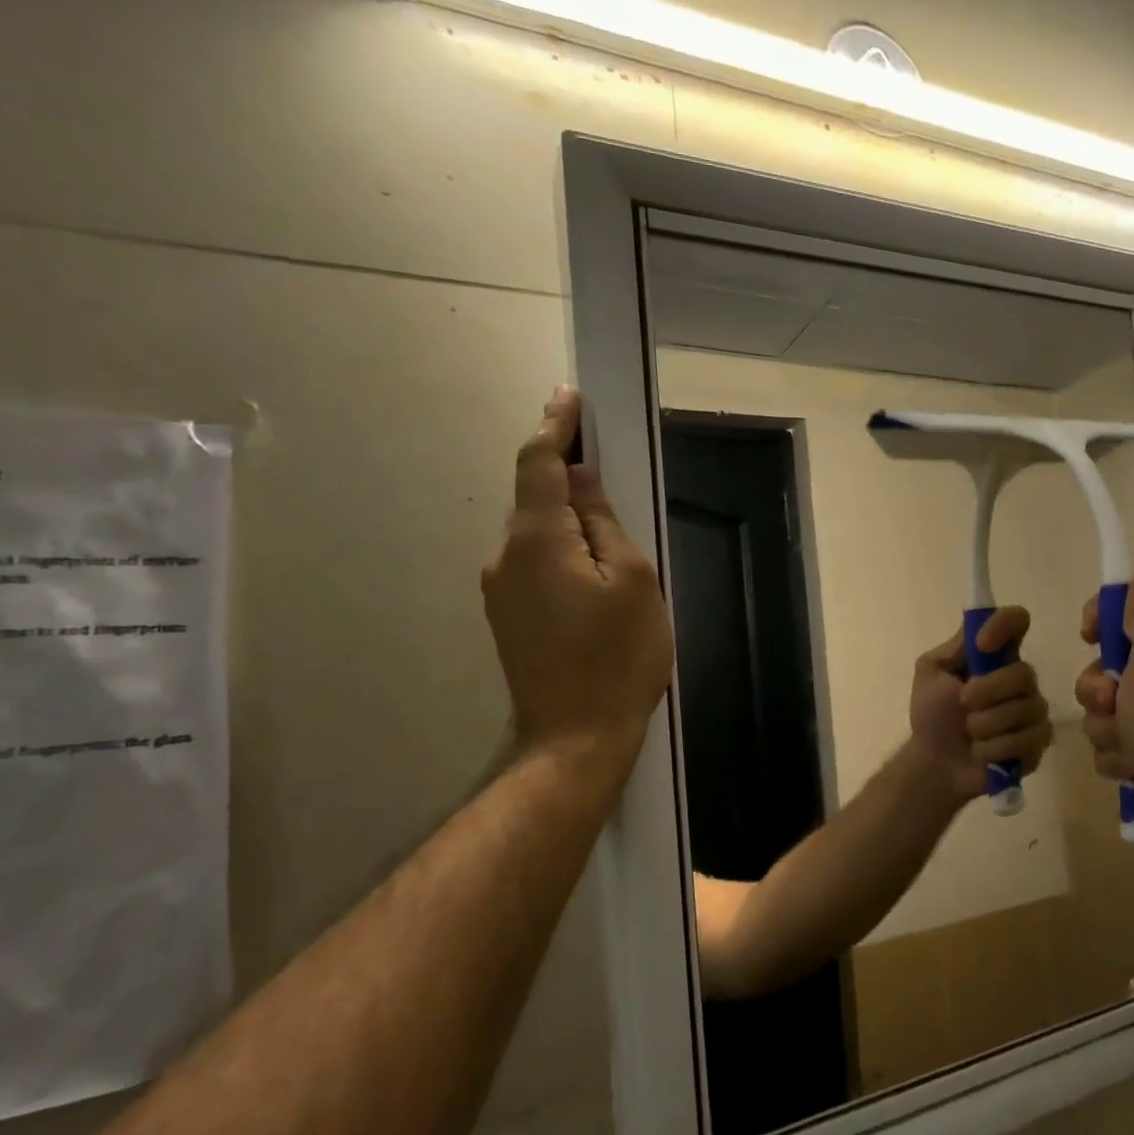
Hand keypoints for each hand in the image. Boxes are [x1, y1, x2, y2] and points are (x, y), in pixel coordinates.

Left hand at [482, 388, 673, 763]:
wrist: (575, 738)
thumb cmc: (618, 657)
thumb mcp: (633, 582)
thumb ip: (603, 524)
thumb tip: (582, 480)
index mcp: (537, 541)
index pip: (539, 464)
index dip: (555, 426)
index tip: (569, 396)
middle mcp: (505, 557)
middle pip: (535, 498)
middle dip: (566, 474)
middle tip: (608, 464)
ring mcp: (500, 590)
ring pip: (536, 533)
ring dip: (567, 518)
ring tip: (612, 534)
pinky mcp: (507, 616)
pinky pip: (534, 562)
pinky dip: (560, 549)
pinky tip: (592, 571)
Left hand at [909, 607, 1053, 803]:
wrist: (934, 762)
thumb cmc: (932, 714)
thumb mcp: (931, 673)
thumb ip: (955, 648)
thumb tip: (978, 628)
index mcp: (996, 655)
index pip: (1017, 621)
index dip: (1004, 625)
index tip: (982, 645)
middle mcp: (1020, 679)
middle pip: (1024, 673)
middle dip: (988, 691)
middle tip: (963, 703)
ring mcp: (1033, 711)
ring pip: (1026, 709)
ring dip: (987, 724)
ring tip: (969, 734)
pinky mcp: (1038, 743)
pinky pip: (1030, 739)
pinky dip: (996, 748)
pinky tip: (982, 753)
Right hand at [1075, 569, 1133, 813]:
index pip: (1133, 606)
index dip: (1105, 616)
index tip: (1090, 635)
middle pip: (1107, 661)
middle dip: (1096, 686)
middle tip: (1110, 699)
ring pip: (1101, 703)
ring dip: (1103, 723)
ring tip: (1124, 740)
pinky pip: (1108, 737)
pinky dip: (1114, 750)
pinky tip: (1131, 762)